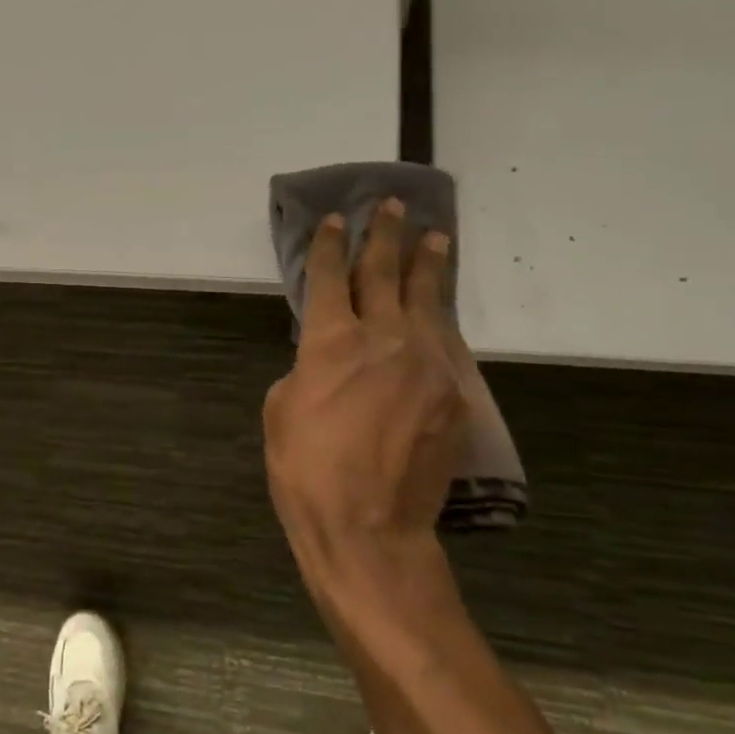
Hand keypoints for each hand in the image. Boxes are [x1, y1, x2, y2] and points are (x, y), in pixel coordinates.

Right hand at [263, 198, 469, 647]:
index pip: (329, 277)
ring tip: (434, 236)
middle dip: (384, 235)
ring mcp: (426, 362)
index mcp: (331, 341)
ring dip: (428, 264)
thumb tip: (327, 357)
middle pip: (383, 273)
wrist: (370, 528)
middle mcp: (382, 337)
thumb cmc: (307, 471)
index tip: (334, 220)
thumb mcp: (280, 410)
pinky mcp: (454, 391)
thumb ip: (306, 368)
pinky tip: (441, 307)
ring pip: (427, 299)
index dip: (328, 245)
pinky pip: (446, 341)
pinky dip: (440, 317)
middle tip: (392, 206)